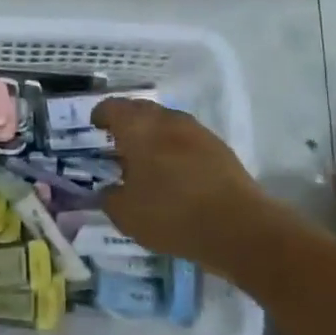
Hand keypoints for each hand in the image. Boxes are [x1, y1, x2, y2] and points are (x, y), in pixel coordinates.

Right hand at [93, 98, 275, 266]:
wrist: (239, 227)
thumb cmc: (171, 214)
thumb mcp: (126, 214)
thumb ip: (110, 198)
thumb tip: (109, 190)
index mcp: (138, 127)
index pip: (112, 107)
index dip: (101, 115)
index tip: (96, 127)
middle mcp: (166, 120)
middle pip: (141, 110)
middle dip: (127, 122)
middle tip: (118, 142)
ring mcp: (196, 131)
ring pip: (166, 123)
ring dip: (153, 134)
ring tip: (147, 159)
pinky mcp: (219, 148)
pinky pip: (187, 139)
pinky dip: (175, 148)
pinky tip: (175, 172)